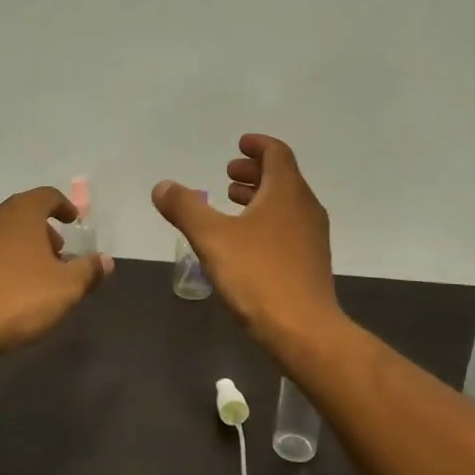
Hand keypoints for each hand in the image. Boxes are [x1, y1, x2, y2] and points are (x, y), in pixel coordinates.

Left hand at [0, 187, 113, 356]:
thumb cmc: (19, 298)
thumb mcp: (67, 287)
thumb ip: (88, 270)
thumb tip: (105, 261)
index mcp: (21, 213)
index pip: (47, 195)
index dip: (64, 206)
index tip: (74, 221)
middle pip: (24, 213)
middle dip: (45, 230)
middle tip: (60, 253)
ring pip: (4, 233)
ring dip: (24, 246)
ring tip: (38, 274)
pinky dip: (5, 260)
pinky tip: (12, 288)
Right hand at [152, 134, 338, 342]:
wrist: (304, 329)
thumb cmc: (258, 275)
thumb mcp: (212, 238)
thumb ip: (185, 208)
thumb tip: (162, 186)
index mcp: (286, 192)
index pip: (277, 153)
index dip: (257, 145)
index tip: (238, 144)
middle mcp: (305, 207)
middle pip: (282, 177)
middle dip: (254, 171)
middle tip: (228, 173)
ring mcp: (312, 236)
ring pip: (285, 203)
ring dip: (259, 196)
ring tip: (232, 201)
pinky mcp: (311, 261)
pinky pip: (288, 226)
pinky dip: (266, 219)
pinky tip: (246, 240)